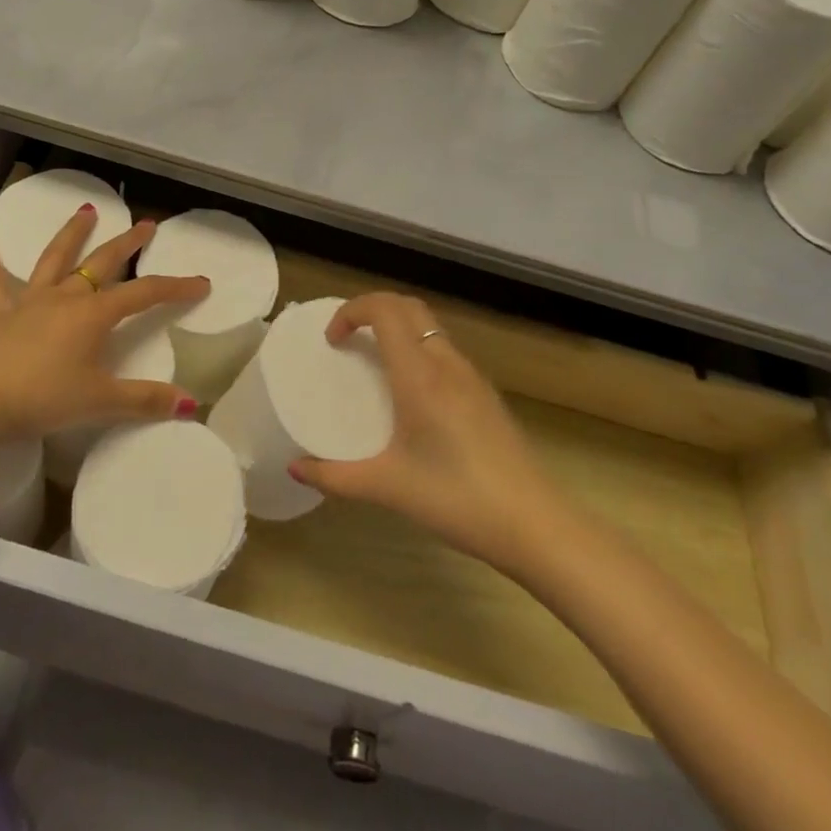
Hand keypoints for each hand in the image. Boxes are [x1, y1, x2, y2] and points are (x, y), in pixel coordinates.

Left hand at [0, 205, 209, 452]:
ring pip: (55, 259)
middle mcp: (65, 297)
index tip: (201, 283)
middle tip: (146, 224)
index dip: (175, 287)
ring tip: (84, 211)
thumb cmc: (44, 397)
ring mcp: (30, 302)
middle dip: (128, 243)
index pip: (144, 294)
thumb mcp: (100, 401)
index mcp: (94, 314)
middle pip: (102, 262)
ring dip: (71, 235)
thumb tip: (191, 403)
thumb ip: (145, 399)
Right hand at [288, 292, 551, 570]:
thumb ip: (336, 477)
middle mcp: (446, 363)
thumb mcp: (388, 488)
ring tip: (372, 362)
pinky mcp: (484, 393)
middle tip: (347, 339)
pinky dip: (416, 348)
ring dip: (396, 327)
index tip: (332, 341)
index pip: (384, 309)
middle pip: (407, 306)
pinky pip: (443, 350)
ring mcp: (470, 376)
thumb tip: (296, 470)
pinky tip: (409, 393)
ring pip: (429, 326)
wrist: (535, 524)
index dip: (351, 311)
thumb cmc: (457, 498)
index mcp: (419, 375)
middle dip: (372, 309)